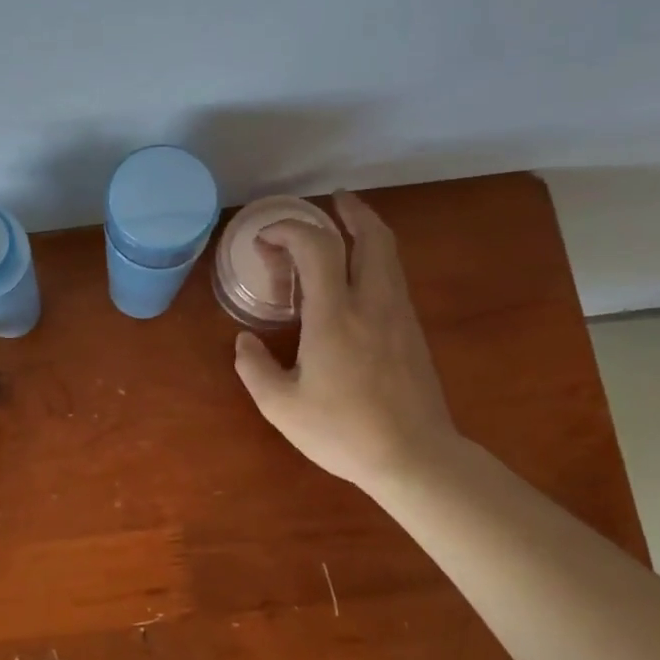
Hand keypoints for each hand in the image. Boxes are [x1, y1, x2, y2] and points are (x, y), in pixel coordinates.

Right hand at [232, 191, 460, 495]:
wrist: (415, 458)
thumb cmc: (343, 432)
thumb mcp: (282, 407)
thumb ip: (255, 368)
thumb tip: (244, 341)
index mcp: (335, 316)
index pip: (317, 247)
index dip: (290, 230)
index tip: (267, 240)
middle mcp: (372, 303)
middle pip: (371, 236)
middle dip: (350, 211)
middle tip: (331, 202)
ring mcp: (399, 315)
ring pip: (389, 254)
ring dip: (367, 231)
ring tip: (346, 226)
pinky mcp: (413, 331)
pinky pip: (394, 276)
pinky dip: (375, 258)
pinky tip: (358, 275)